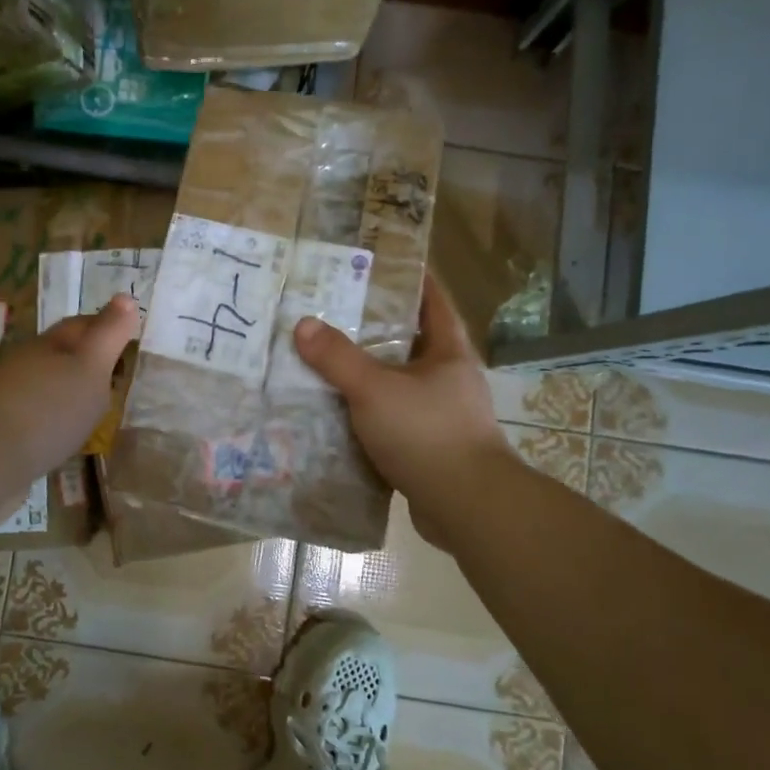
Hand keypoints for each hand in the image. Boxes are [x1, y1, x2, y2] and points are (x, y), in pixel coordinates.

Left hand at [0, 294, 142, 482]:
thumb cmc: (50, 409)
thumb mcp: (91, 368)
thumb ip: (109, 334)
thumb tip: (126, 297)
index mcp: (49, 342)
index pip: (82, 323)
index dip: (107, 327)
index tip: (130, 341)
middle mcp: (25, 359)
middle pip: (63, 350)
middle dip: (88, 358)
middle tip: (117, 377)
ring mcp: (8, 391)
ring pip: (47, 380)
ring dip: (69, 388)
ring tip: (93, 408)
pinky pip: (35, 409)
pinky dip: (53, 414)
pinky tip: (62, 432)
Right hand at [293, 274, 515, 550]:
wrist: (466, 506)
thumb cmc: (427, 433)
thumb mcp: (374, 389)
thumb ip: (338, 358)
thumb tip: (302, 325)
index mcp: (449, 352)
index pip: (433, 301)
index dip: (411, 278)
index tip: (380, 263)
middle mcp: (449, 379)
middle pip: (411, 342)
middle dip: (376, 328)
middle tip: (334, 311)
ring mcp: (441, 415)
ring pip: (398, 383)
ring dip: (368, 373)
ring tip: (326, 360)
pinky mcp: (429, 447)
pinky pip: (391, 419)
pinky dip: (367, 413)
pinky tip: (336, 413)